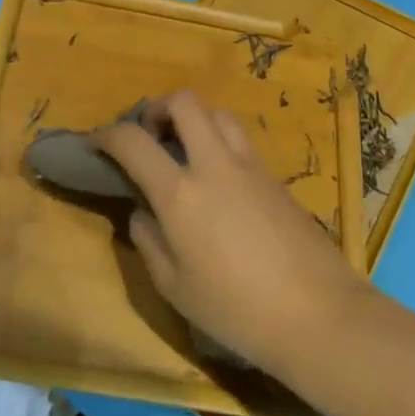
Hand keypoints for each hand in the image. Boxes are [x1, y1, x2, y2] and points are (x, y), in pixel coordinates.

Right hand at [96, 91, 368, 375]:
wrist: (318, 313)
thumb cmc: (236, 310)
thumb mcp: (175, 287)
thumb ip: (149, 241)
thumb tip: (142, 210)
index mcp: (181, 193)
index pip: (133, 142)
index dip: (107, 134)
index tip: (96, 142)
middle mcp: (214, 164)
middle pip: (184, 102)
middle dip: (157, 108)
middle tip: (149, 135)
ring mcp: (250, 165)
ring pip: (218, 114)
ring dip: (195, 121)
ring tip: (186, 152)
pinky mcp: (276, 175)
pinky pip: (241, 141)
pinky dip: (220, 143)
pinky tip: (219, 180)